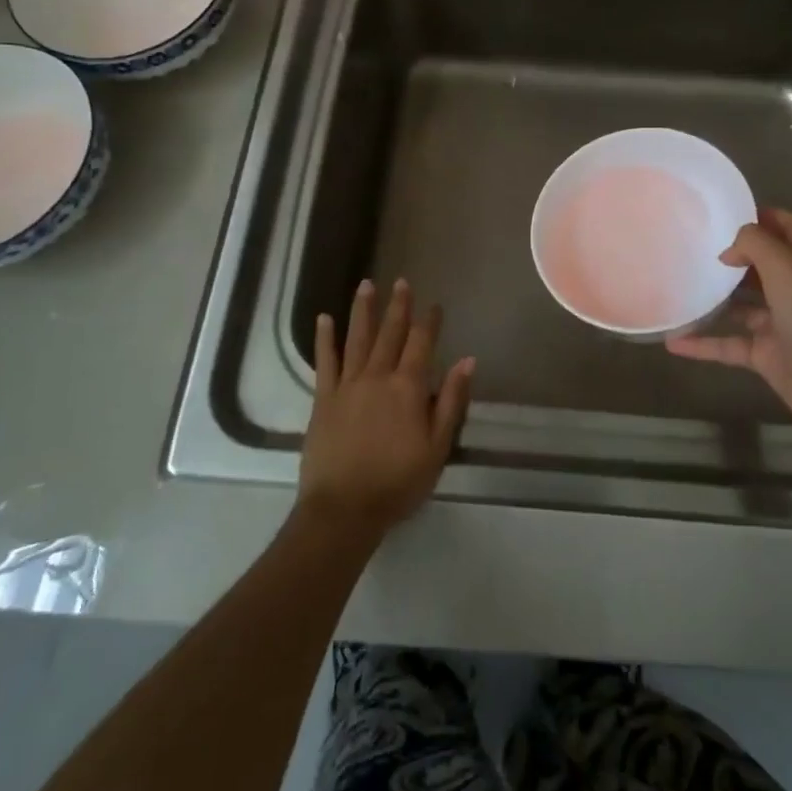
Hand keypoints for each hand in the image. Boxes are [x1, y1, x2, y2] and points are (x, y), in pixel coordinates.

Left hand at [298, 279, 472, 538]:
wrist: (344, 509)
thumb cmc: (398, 482)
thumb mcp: (437, 447)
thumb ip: (451, 401)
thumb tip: (468, 360)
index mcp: (408, 388)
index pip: (422, 344)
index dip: (429, 322)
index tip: (434, 304)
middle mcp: (378, 377)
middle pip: (390, 333)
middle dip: (398, 306)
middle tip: (401, 281)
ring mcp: (347, 385)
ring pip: (357, 339)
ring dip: (363, 310)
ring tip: (366, 284)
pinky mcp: (323, 399)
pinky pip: (325, 362)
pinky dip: (325, 339)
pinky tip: (324, 319)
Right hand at [667, 208, 791, 441]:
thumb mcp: (783, 265)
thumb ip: (754, 243)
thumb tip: (729, 251)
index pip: (788, 227)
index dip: (764, 215)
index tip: (727, 213)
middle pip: (762, 264)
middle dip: (733, 256)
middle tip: (697, 247)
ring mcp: (778, 324)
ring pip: (741, 306)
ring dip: (715, 299)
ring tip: (682, 287)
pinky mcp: (764, 354)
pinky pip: (727, 345)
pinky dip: (702, 344)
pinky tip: (673, 342)